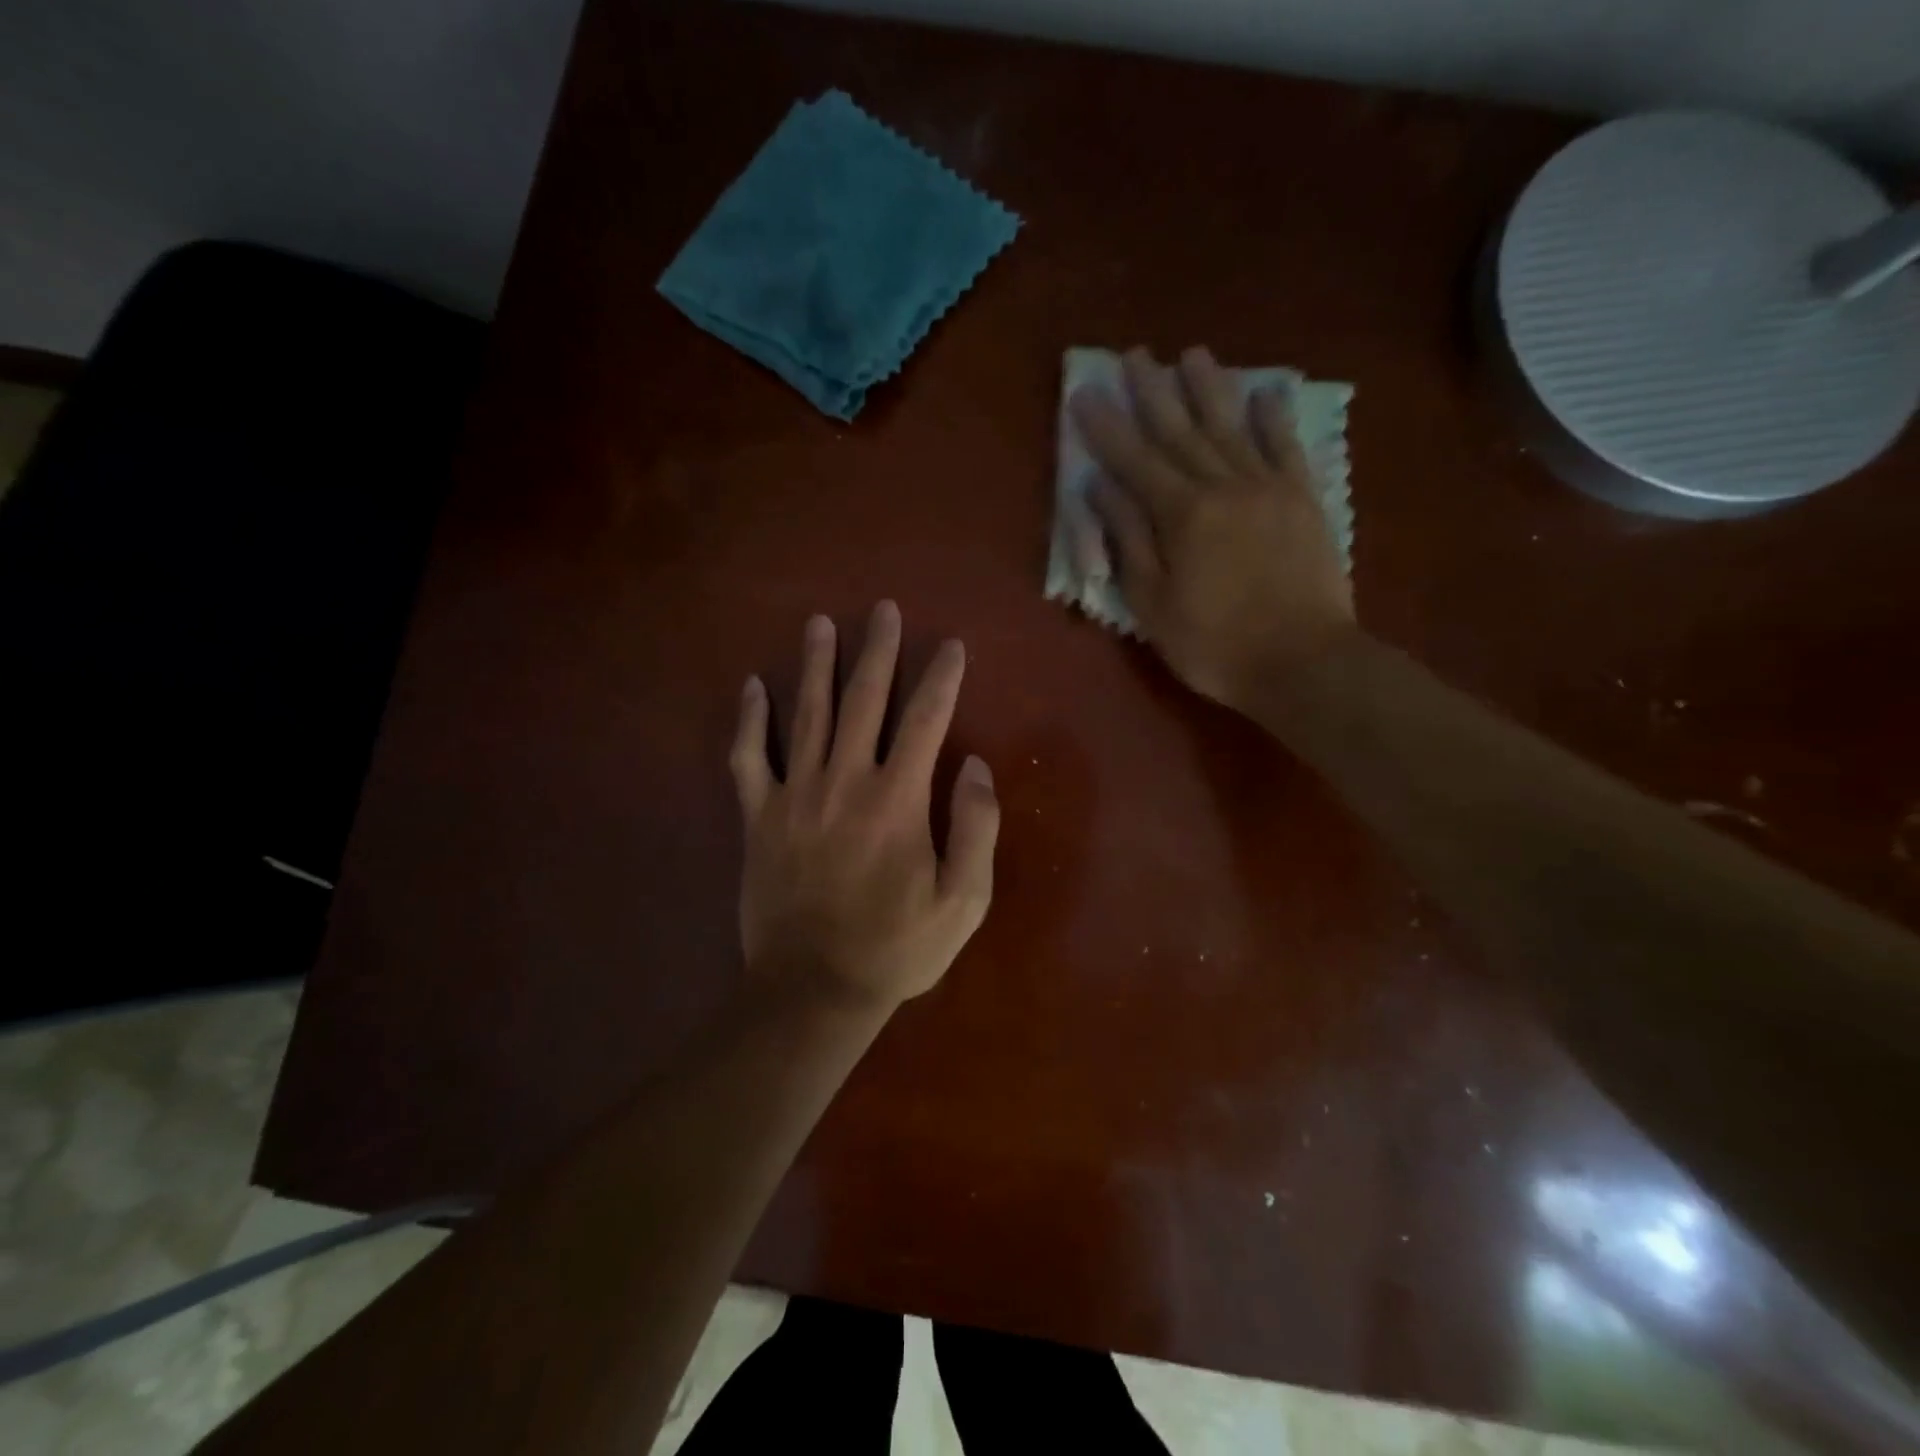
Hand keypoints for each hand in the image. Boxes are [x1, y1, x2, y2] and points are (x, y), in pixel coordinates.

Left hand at [729, 602, 999, 1011]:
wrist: (813, 989)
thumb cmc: (896, 947)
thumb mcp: (963, 900)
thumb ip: (976, 828)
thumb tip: (977, 766)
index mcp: (898, 799)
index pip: (926, 719)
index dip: (941, 677)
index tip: (951, 645)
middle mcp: (845, 781)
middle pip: (863, 700)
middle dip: (877, 651)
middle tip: (882, 610)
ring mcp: (795, 795)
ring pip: (806, 714)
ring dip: (815, 665)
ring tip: (819, 623)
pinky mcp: (758, 817)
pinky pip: (749, 758)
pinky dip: (749, 721)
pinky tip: (752, 687)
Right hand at [1070, 346, 1356, 712]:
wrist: (1303, 662)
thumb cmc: (1213, 644)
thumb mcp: (1152, 603)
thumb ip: (1128, 540)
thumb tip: (1099, 489)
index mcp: (1181, 515)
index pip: (1134, 461)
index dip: (1106, 428)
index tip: (1085, 393)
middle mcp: (1223, 486)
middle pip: (1180, 431)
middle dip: (1152, 392)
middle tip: (1134, 356)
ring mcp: (1268, 488)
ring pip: (1231, 427)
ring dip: (1209, 389)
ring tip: (1191, 355)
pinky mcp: (1304, 500)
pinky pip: (1287, 447)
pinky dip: (1275, 418)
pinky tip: (1267, 391)